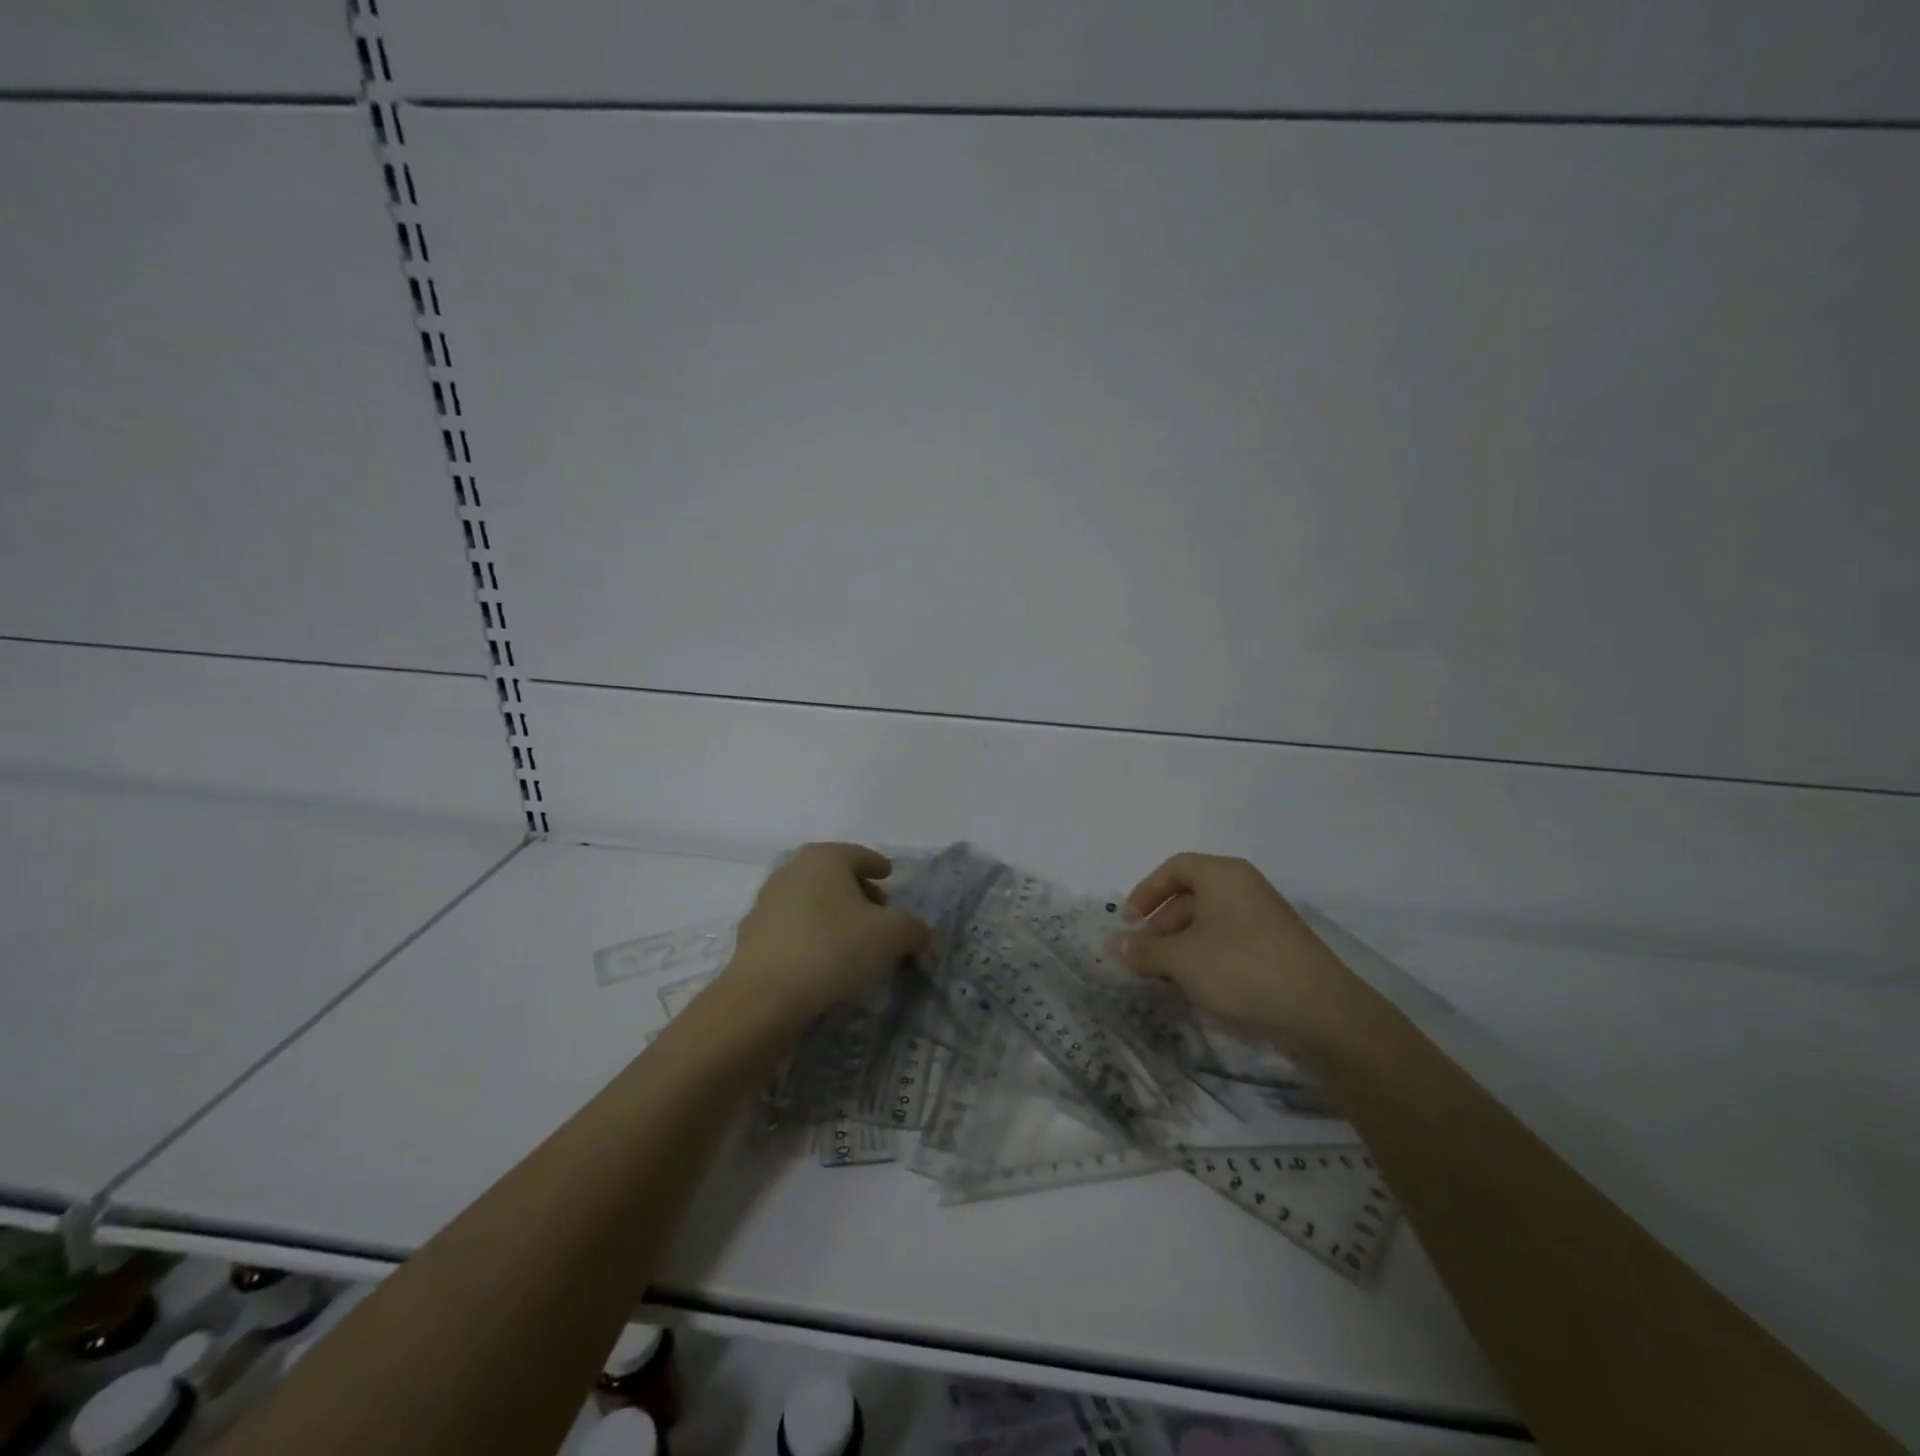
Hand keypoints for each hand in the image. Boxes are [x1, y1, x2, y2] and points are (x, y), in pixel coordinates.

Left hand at [721, 843, 930, 1029]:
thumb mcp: (892, 936)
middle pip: (834, 877)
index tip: (889, 876)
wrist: (765, 995)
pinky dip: (812, 937)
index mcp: (824, 858)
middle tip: (879, 915)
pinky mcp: (752, 936)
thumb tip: (920, 934)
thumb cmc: (834, 948)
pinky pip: (794, 928)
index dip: (878, 866)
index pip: (859, 855)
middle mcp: (792, 870)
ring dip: (834, 916)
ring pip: (812, 902)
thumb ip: (914, 929)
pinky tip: (825, 962)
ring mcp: (767, 902)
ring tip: (854, 944)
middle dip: (859, 893)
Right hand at [1118, 853, 1360, 1048]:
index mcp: (1222, 874)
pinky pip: (1230, 937)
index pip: (1174, 867)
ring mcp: (1264, 915)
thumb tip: (1114, 946)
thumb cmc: (1240, 967)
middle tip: (1144, 954)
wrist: (1320, 1009)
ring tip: (1166, 974)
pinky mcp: (1277, 944)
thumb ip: (1144, 951)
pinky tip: (1199, 983)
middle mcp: (1244, 886)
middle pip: (1191, 894)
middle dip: (1161, 924)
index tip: (1130, 922)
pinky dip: (1206, 953)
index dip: (1146, 891)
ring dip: (1181, 942)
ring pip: (1210, 919)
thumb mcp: (1182, 960)